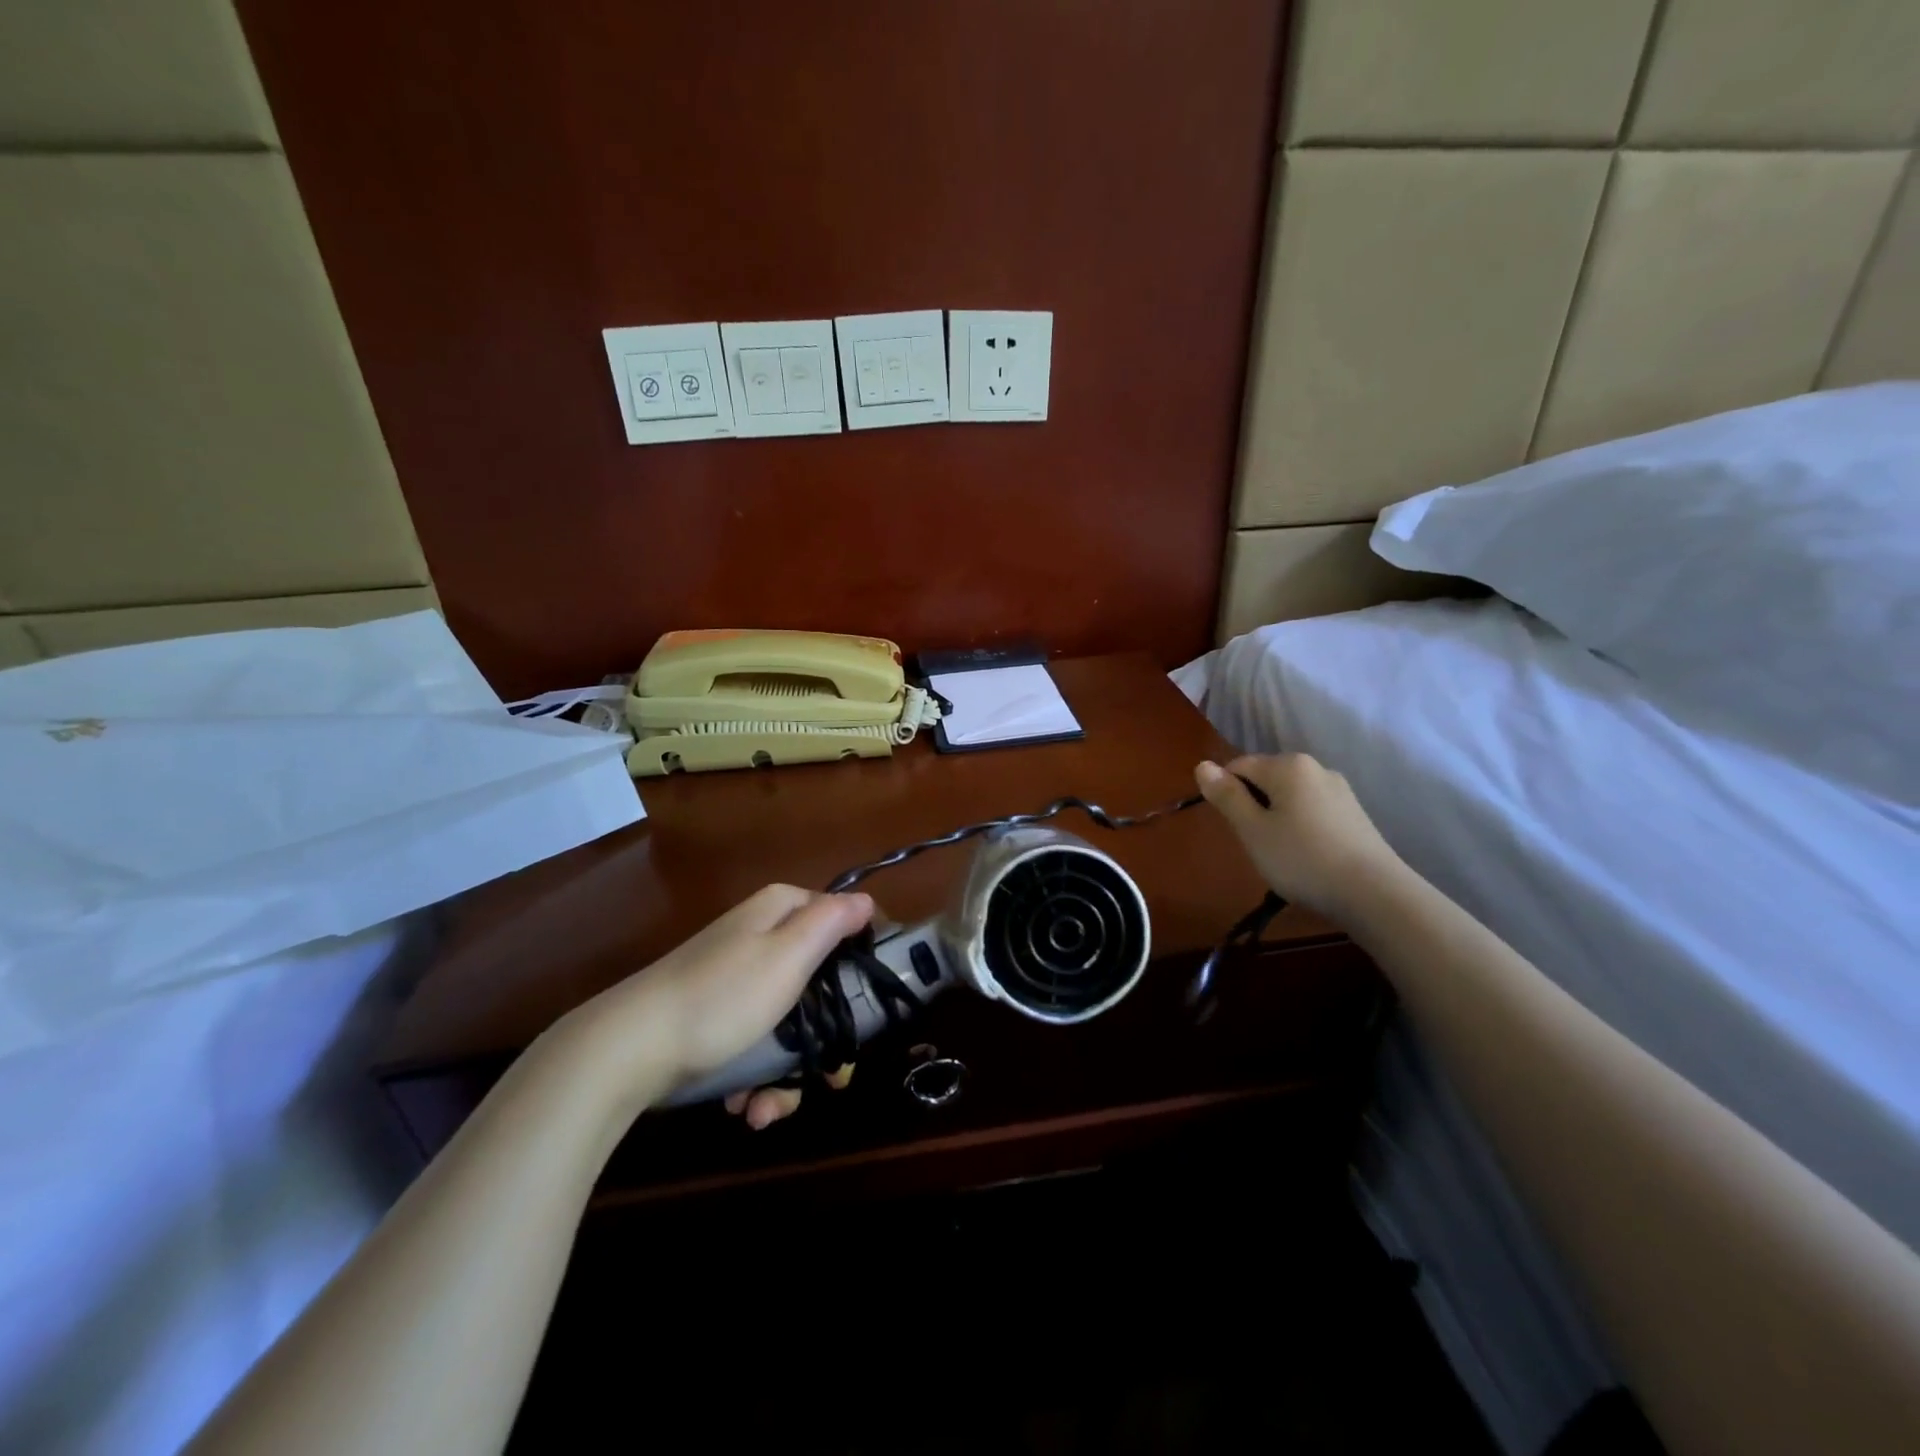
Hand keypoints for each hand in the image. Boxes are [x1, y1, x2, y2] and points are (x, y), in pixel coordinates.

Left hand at [560, 884, 873, 1124]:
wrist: (628, 1050)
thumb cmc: (721, 998)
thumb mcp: (787, 955)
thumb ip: (831, 922)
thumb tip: (867, 900)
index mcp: (781, 911)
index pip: (843, 921)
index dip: (865, 961)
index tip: (877, 1007)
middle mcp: (762, 937)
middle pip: (822, 982)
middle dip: (825, 1039)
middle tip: (830, 1080)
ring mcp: (738, 978)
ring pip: (792, 1020)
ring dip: (787, 1073)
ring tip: (767, 1108)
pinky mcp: (718, 1015)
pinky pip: (758, 1040)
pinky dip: (757, 1076)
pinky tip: (744, 1104)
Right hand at [1194, 754, 1399, 919]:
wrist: (1375, 894)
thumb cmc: (1301, 858)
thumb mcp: (1252, 830)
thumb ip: (1226, 796)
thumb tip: (1202, 765)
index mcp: (1287, 765)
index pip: (1238, 766)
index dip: (1226, 794)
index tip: (1233, 828)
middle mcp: (1315, 767)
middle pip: (1266, 778)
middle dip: (1253, 805)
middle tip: (1255, 843)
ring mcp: (1339, 790)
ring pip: (1290, 796)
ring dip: (1276, 817)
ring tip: (1281, 853)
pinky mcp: (1354, 814)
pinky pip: (1313, 810)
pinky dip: (1301, 827)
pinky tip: (1307, 855)